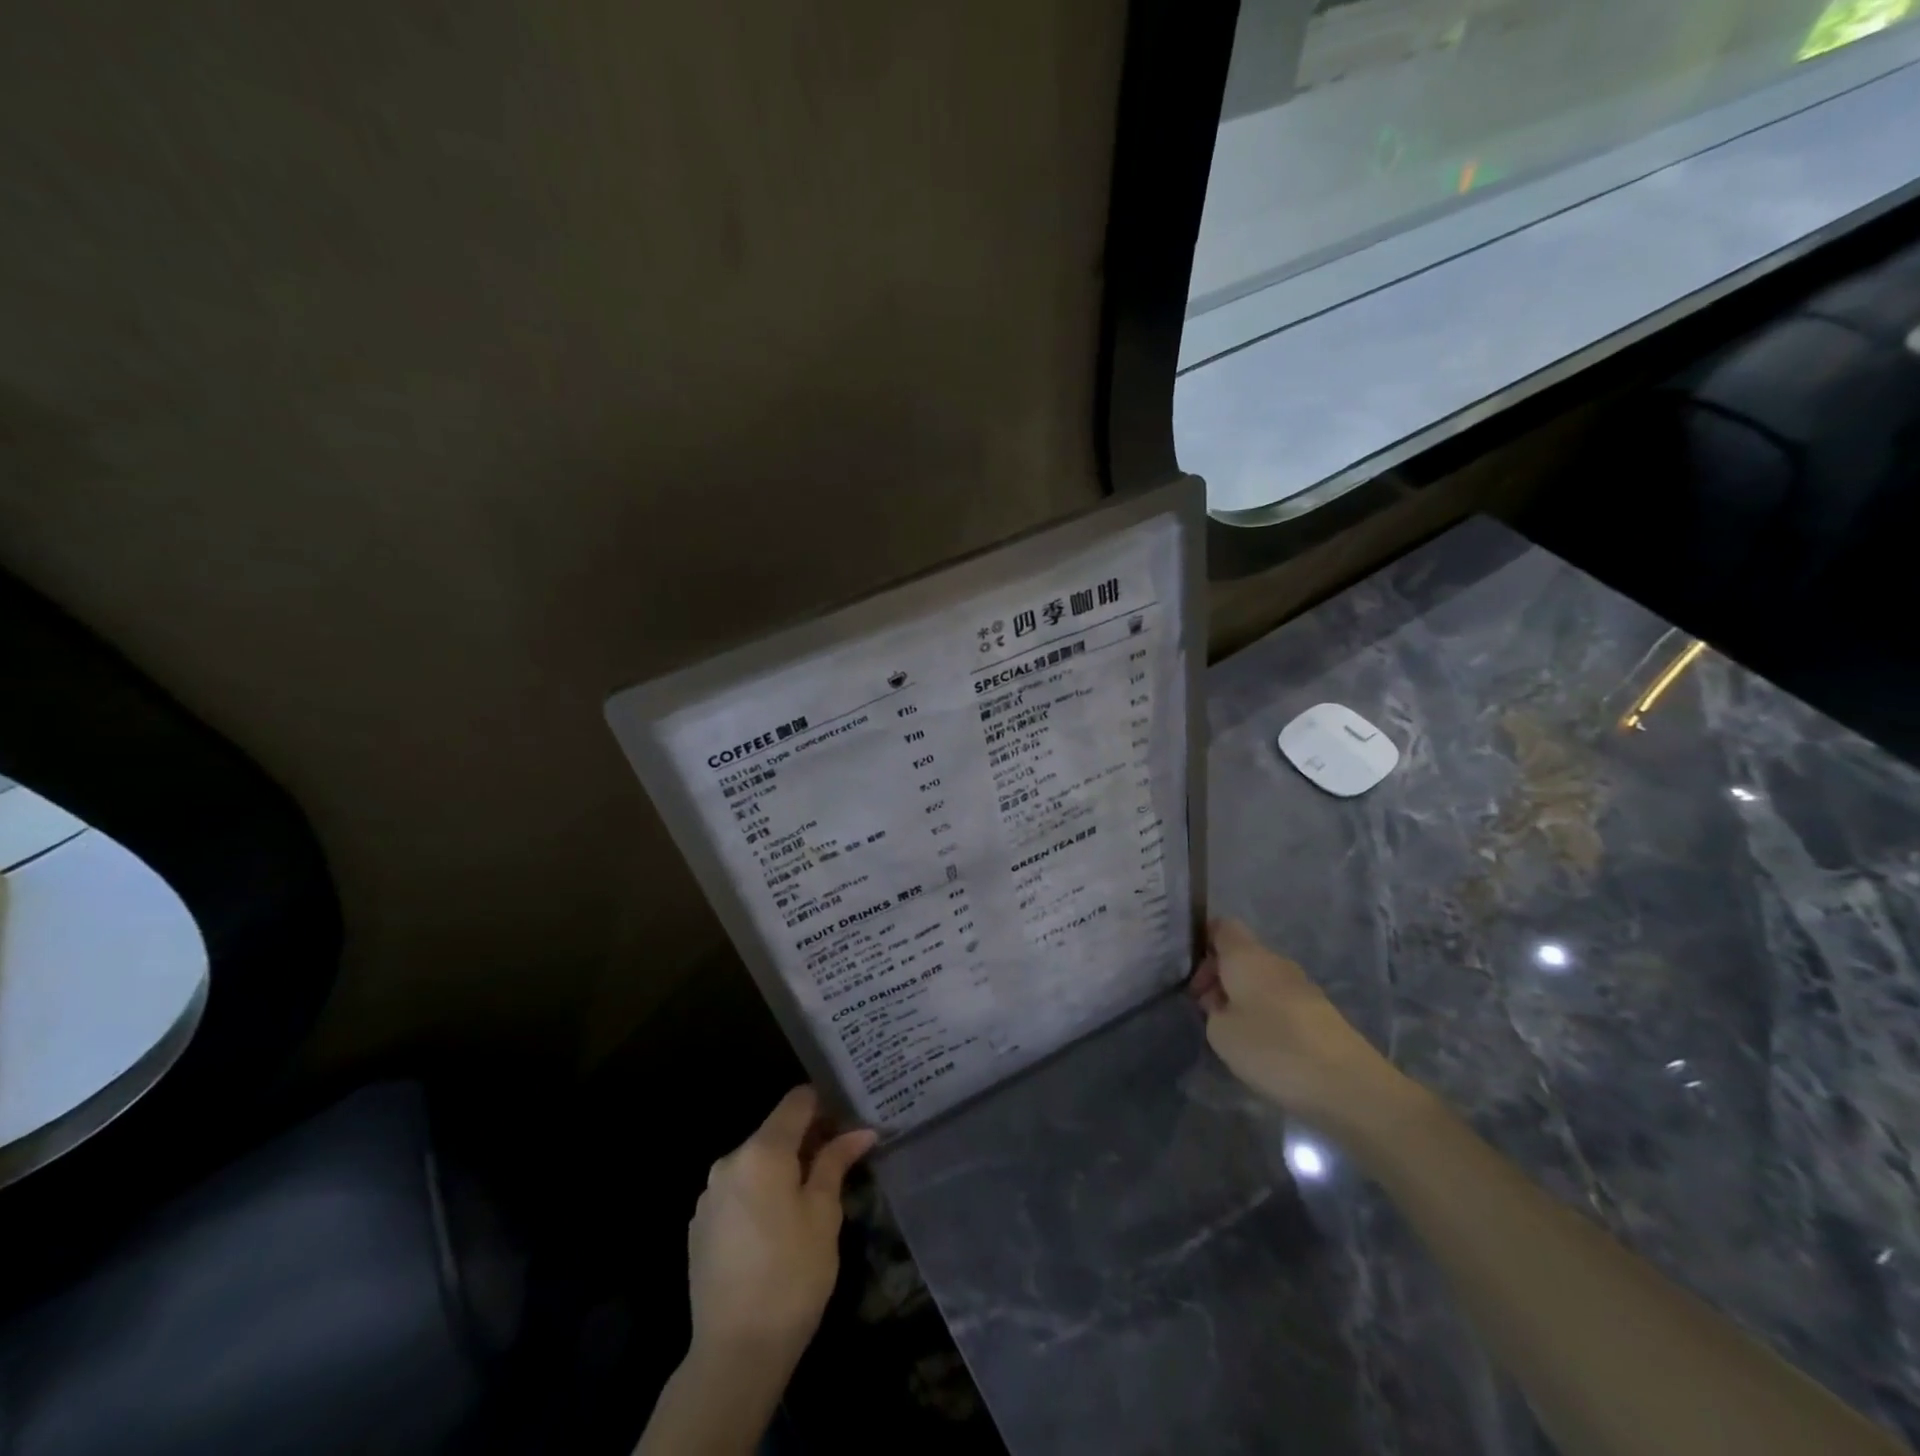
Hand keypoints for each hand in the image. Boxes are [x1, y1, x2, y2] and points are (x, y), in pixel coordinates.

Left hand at [687, 1086, 876, 1374]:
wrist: (734, 1354)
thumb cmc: (792, 1275)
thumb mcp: (824, 1214)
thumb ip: (836, 1163)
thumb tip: (860, 1131)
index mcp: (762, 1151)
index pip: (797, 1101)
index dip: (825, 1103)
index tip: (849, 1117)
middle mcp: (730, 1161)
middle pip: (775, 1132)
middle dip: (808, 1140)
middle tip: (840, 1160)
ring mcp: (710, 1195)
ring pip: (757, 1163)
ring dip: (783, 1169)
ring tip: (812, 1197)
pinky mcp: (700, 1226)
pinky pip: (738, 1192)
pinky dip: (760, 1194)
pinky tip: (778, 1228)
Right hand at [1190, 918, 1416, 1138]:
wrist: (1349, 1085)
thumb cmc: (1274, 1049)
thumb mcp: (1221, 1033)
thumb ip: (1213, 1010)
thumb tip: (1223, 1003)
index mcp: (1247, 956)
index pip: (1221, 926)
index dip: (1202, 942)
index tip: (1189, 975)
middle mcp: (1275, 962)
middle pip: (1240, 953)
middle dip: (1218, 976)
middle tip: (1204, 1010)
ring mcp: (1301, 986)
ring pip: (1259, 978)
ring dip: (1240, 997)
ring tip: (1230, 1032)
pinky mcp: (1319, 1012)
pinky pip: (1278, 999)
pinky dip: (1264, 1013)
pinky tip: (1261, 1045)